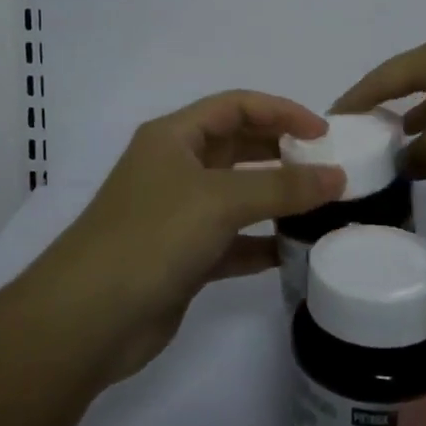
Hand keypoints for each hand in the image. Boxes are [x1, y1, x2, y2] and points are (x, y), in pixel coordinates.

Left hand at [42, 91, 345, 380]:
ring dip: (277, 199)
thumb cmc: (152, 236)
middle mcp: (176, 167)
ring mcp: (179, 213)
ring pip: (239, 194)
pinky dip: (262, 242)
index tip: (324, 133)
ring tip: (323, 206)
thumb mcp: (220, 200)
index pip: (237, 106)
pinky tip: (294, 251)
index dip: (281, 111)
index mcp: (175, 136)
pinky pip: (233, 240)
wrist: (88, 319)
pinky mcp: (184, 256)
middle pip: (239, 146)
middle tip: (328, 167)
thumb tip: (338, 176)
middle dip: (282, 152)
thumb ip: (282, 187)